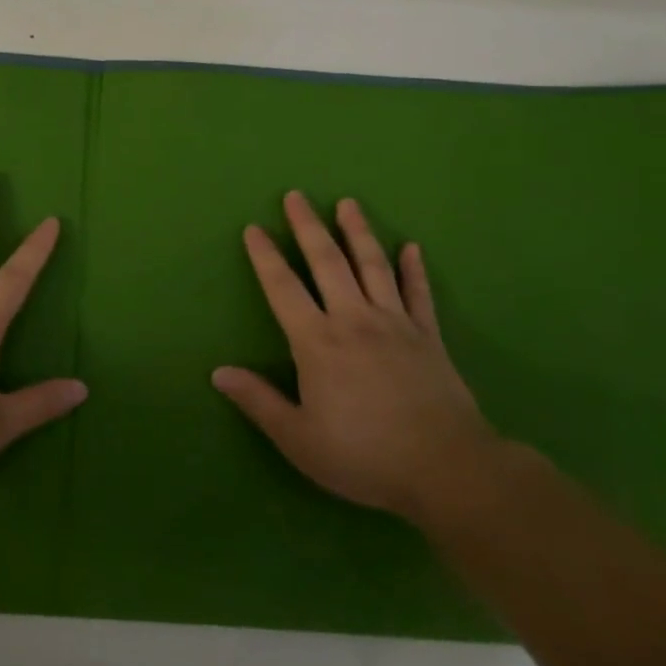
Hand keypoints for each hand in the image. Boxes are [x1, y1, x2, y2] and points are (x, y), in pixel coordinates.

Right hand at [213, 191, 499, 523]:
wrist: (447, 469)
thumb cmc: (364, 456)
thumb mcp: (299, 438)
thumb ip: (258, 401)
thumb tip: (218, 372)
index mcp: (318, 342)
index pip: (283, 288)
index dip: (266, 257)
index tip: (254, 229)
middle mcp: (354, 320)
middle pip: (328, 262)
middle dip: (308, 226)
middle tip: (296, 195)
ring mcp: (396, 324)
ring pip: (373, 266)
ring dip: (358, 232)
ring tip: (348, 203)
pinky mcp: (429, 336)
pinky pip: (419, 293)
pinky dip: (414, 269)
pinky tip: (412, 248)